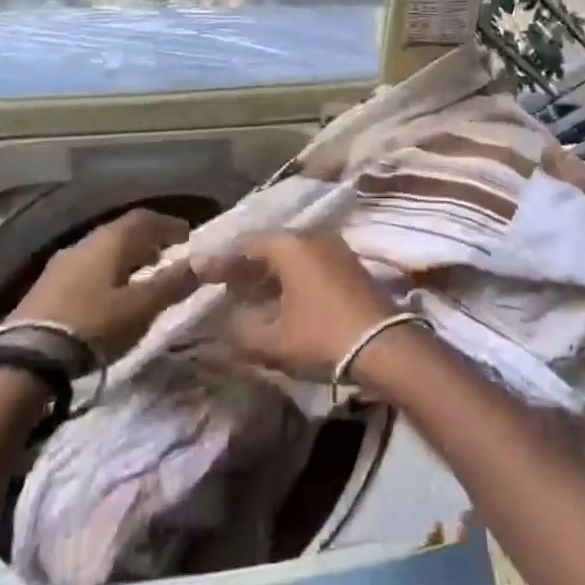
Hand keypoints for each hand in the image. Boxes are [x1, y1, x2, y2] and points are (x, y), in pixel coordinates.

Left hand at [7, 208, 198, 366]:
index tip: (188, 237)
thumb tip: (201, 263)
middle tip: (167, 257)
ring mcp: (62, 262)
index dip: (169, 225)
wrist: (26, 356)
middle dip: (148, 242)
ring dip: (126, 259)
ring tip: (141, 278)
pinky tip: (109, 296)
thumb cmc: (93, 324)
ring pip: (103, 251)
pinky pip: (87, 269)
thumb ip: (172, 284)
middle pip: (123, 232)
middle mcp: (86, 241)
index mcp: (111, 239)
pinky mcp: (46, 286)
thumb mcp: (140, 308)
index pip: (146, 218)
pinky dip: (106, 274)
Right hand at [195, 232, 400, 379]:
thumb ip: (241, 334)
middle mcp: (311, 237)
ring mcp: (334, 249)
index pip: (245, 245)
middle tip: (221, 280)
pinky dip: (289, 275)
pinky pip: (309, 262)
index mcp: (289, 246)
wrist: (386, 346)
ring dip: (268, 270)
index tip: (199, 270)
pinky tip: (281, 296)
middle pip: (269, 246)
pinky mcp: (349, 265)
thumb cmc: (323, 337)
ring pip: (291, 254)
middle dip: (244, 264)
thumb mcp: (275, 342)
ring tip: (246, 290)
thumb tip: (220, 329)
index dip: (220, 260)